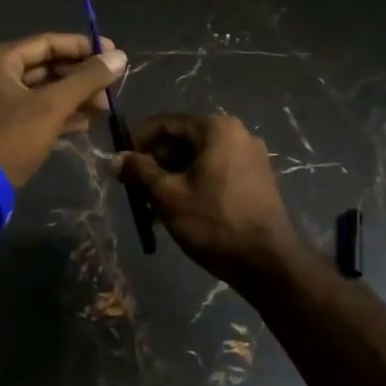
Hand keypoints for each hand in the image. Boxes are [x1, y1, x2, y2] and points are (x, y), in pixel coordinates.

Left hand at [0, 33, 127, 187]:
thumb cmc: (11, 139)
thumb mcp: (52, 107)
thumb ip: (86, 80)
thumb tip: (120, 56)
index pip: (46, 43)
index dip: (83, 47)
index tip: (113, 53)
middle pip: (44, 67)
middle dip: (80, 77)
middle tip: (111, 87)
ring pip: (40, 91)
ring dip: (73, 97)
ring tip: (104, 107)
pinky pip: (31, 111)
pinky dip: (57, 114)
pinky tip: (85, 123)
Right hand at [115, 113, 300, 291]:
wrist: (268, 262)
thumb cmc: (214, 222)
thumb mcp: (169, 196)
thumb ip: (140, 172)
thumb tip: (116, 159)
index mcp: (217, 128)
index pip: (165, 123)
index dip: (138, 141)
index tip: (122, 166)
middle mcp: (237, 133)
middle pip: (183, 140)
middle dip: (155, 164)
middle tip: (135, 190)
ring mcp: (250, 157)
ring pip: (198, 159)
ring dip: (172, 178)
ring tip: (152, 208)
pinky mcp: (256, 179)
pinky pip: (215, 172)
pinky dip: (193, 185)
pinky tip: (178, 212)